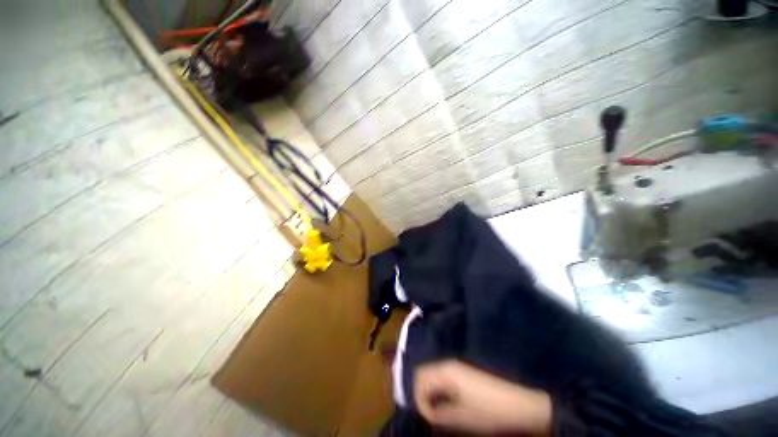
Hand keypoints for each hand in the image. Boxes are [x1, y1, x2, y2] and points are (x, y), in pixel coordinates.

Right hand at [414, 360, 551, 434]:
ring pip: (432, 375)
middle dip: (421, 393)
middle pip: (423, 373)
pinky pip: (442, 378)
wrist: (519, 405)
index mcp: (446, 372)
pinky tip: (446, 404)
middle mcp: (448, 364)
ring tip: (436, 412)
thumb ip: (437, 413)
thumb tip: (425, 412)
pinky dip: (438, 390)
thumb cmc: (489, 412)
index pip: (420, 380)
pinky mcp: (463, 372)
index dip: (419, 400)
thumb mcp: (461, 418)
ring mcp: (456, 367)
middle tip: (428, 414)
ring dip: (429, 392)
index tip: (427, 418)